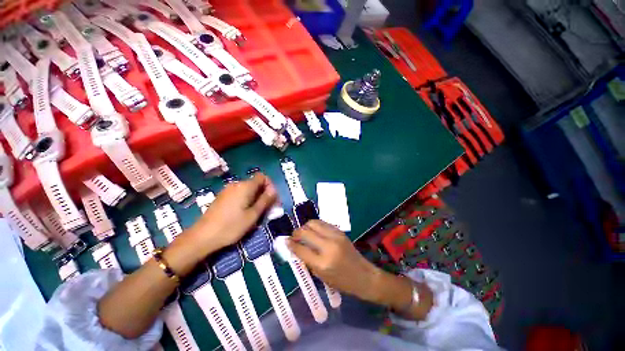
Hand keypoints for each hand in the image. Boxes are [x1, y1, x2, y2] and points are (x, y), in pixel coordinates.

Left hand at [188, 173, 277, 252]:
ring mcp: (227, 190)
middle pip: (255, 183)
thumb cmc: (231, 226)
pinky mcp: (222, 197)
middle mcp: (236, 185)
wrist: (202, 237)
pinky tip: (244, 213)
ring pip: (248, 189)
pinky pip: (239, 194)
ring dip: (256, 198)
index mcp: (245, 186)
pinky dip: (246, 200)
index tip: (272, 199)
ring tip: (256, 213)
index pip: (262, 177)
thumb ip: (265, 200)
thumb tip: (274, 190)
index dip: (270, 185)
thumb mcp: (253, 215)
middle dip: (264, 193)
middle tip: (267, 208)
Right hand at [288, 220, 380, 300]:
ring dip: (305, 226)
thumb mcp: (322, 276)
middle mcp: (328, 246)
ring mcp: (335, 236)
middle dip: (296, 232)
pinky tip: (314, 231)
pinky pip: (323, 223)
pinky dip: (315, 226)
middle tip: (294, 236)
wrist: (363, 275)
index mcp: (322, 263)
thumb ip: (308, 261)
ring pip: (314, 223)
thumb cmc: (342, 282)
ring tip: (303, 232)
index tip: (286, 241)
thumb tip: (296, 247)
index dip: (291, 244)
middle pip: (306, 231)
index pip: (301, 249)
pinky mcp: (340, 231)